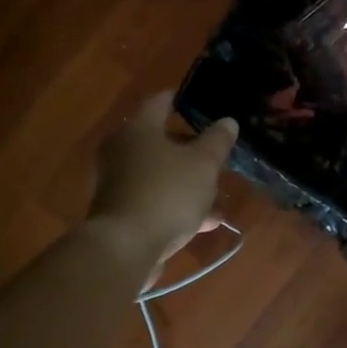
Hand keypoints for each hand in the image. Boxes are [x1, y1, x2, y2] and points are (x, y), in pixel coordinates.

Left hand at [87, 93, 238, 274]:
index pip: (160, 101)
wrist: (125, 248)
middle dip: (190, 148)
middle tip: (216, 152)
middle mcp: (122, 151)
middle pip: (160, 140)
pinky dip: (178, 206)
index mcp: (138, 129)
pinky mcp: (122, 213)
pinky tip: (207, 222)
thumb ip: (217, 141)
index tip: (203, 102)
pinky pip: (156, 201)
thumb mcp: (203, 164)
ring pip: (160, 174)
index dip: (182, 99)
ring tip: (218, 192)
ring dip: (187, 181)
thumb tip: (227, 121)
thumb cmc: (166, 193)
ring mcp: (119, 184)